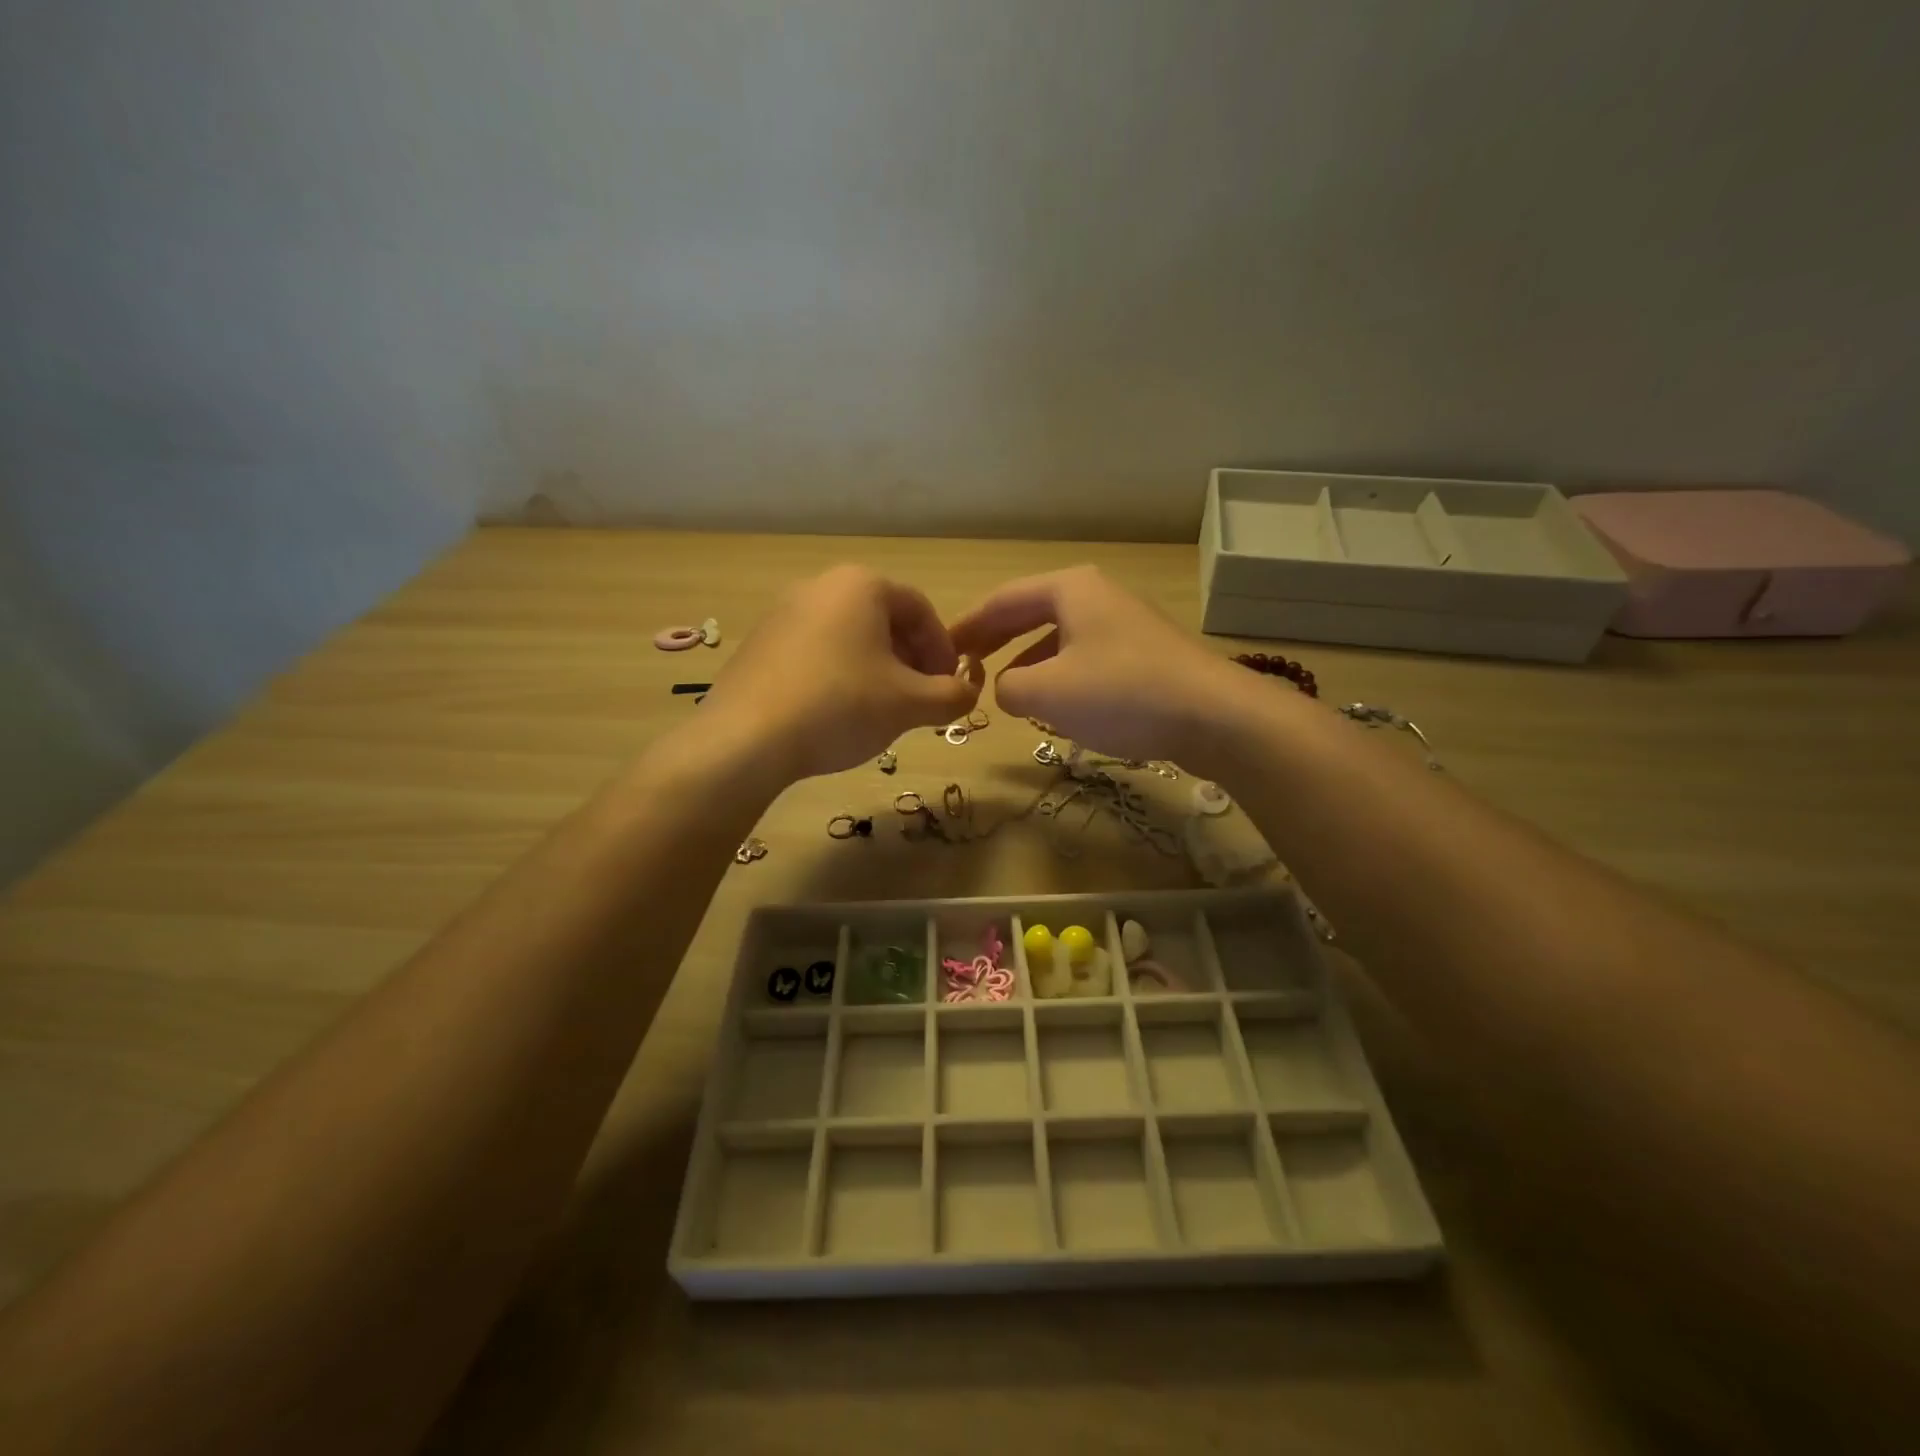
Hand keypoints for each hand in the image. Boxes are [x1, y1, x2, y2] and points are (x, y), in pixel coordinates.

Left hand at [701, 565, 980, 781]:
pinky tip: (837, 712)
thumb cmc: (841, 706)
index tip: (949, 686)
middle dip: (910, 660)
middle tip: (919, 700)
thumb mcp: (910, 704)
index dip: (944, 649)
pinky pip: (815, 651)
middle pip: (883, 620)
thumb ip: (952, 695)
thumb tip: (968, 692)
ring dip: (877, 669)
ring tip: (881, 710)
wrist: (747, 739)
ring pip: (849, 637)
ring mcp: (783, 613)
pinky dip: (839, 675)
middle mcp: (820, 586)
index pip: (921, 610)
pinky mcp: (759, 643)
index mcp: (861, 585)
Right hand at [948, 565, 1257, 763]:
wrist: (1213, 715)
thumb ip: (1007, 687)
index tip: (941, 650)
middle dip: (995, 639)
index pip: (1002, 600)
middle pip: (1031, 613)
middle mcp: (1096, 595)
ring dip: (1028, 660)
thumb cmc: (1121, 693)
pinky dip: (1060, 673)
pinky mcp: (1144, 652)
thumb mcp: (1047, 692)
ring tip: (1005, 688)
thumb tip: (1004, 687)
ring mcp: (1124, 622)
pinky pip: (1086, 655)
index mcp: (1069, 589)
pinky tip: (1057, 702)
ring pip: (1059, 636)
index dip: (967, 626)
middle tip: (964, 664)